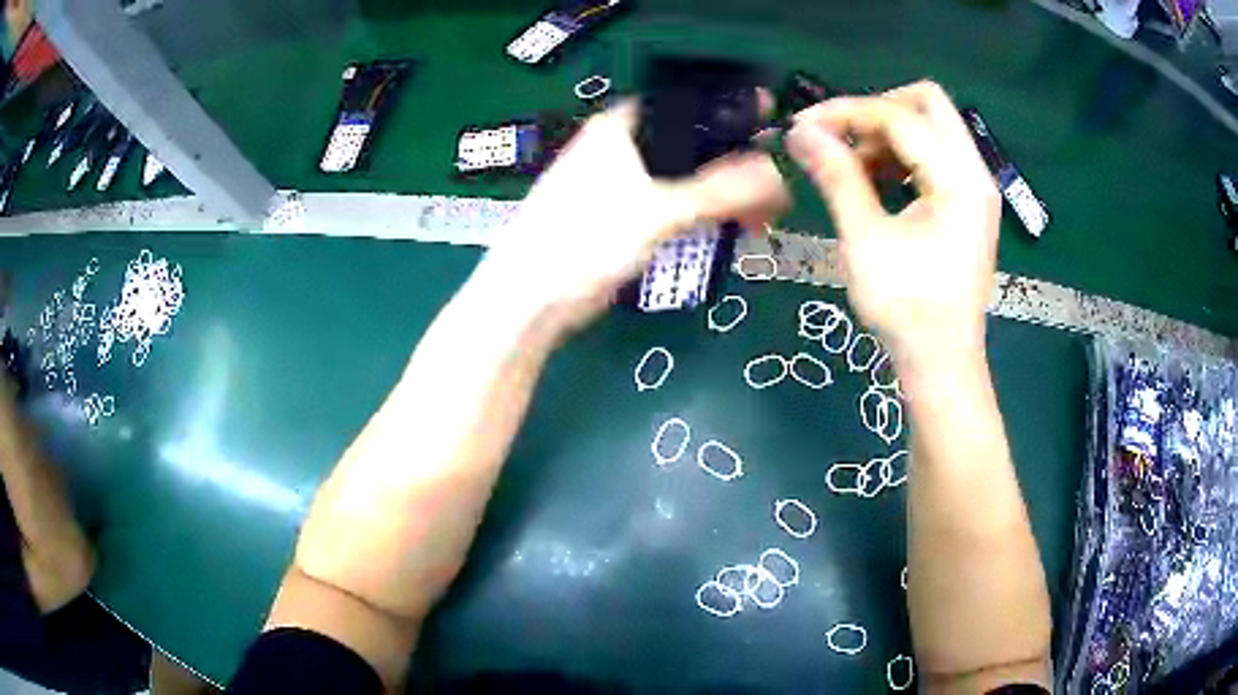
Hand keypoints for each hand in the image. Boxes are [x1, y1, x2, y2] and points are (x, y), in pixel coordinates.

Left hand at [482, 102, 788, 333]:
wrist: (530, 300)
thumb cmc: (584, 240)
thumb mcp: (658, 211)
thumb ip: (719, 190)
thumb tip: (778, 175)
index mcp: (622, 127)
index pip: (688, 103)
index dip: (730, 113)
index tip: (770, 129)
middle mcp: (622, 147)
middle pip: (693, 143)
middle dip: (735, 165)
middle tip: (774, 192)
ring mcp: (622, 183)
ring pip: (687, 177)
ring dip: (723, 195)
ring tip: (759, 221)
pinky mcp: (625, 217)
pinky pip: (676, 205)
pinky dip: (704, 215)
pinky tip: (731, 230)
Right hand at [786, 81, 999, 368]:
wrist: (941, 362)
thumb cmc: (907, 309)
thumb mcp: (866, 240)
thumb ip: (837, 176)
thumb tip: (800, 132)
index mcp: (959, 179)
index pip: (900, 117)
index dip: (848, 113)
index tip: (804, 126)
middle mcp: (975, 173)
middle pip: (928, 104)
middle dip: (877, 110)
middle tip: (840, 136)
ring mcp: (975, 188)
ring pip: (931, 127)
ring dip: (888, 134)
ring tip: (851, 165)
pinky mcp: (968, 204)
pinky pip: (935, 155)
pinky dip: (902, 156)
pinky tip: (875, 182)